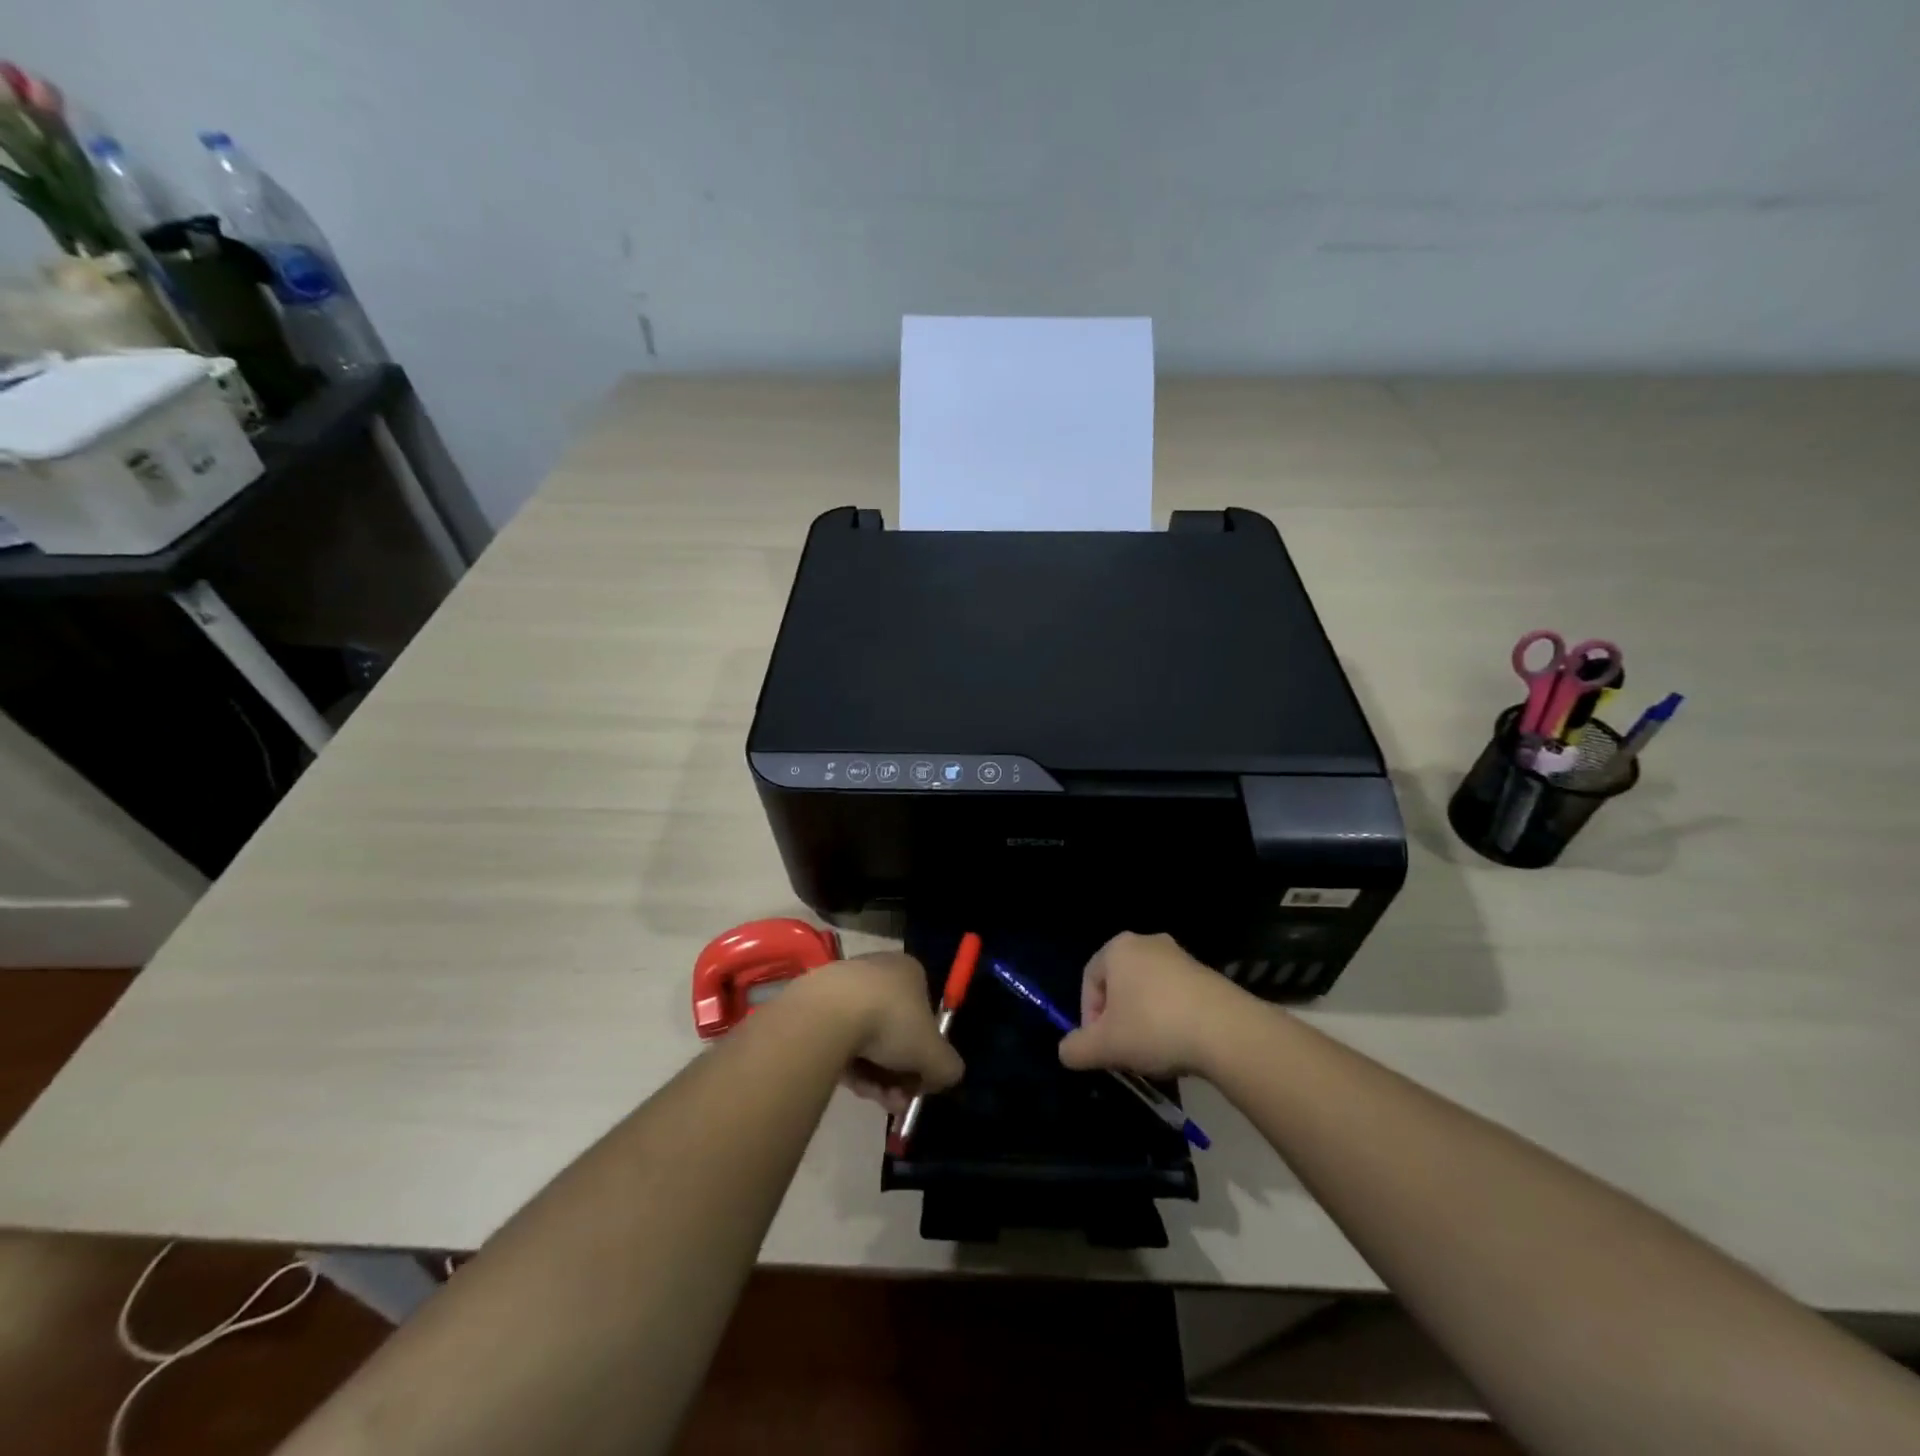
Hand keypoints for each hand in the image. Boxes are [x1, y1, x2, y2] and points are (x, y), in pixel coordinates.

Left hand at [796, 952, 963, 1115]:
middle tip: (897, 1101)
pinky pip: (840, 1040)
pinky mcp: (816, 1005)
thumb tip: (945, 1076)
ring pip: (867, 1040)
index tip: (920, 1083)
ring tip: (874, 1098)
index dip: (926, 1053)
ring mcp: (845, 987)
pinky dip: (849, 1065)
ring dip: (876, 1076)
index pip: (925, 1014)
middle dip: (899, 1073)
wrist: (828, 1014)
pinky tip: (852, 1085)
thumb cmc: (891, 1022)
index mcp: (910, 971)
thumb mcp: (934, 1054)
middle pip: (895, 1032)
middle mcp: (879, 972)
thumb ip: (948, 1067)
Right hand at [1058, 932, 1248, 1077]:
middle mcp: (1148, 942)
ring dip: (1144, 1021)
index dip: (1088, 1017)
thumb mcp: (1104, 1046)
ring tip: (1152, 1054)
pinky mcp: (1207, 975)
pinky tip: (1179, 1046)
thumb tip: (1066, 1051)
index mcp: (1118, 948)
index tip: (1099, 1047)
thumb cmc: (1153, 1027)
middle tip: (1122, 1051)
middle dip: (1117, 1019)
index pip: (1089, 980)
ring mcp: (1181, 957)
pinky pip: (1176, 997)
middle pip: (1120, 985)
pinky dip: (1171, 1019)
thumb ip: (1076, 1048)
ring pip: (1148, 992)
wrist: (1227, 1031)